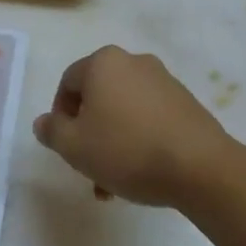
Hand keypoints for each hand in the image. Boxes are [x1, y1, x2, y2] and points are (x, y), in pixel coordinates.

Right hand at [32, 46, 234, 208]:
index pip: (67, 84)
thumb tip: (44, 122)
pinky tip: (141, 174)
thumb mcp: (74, 146)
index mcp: (104, 62)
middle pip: (97, 97)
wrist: (202, 168)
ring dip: (112, 142)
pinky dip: (139, 140)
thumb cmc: (127, 149)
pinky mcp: (187, 103)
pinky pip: (149, 118)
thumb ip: (51, 131)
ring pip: (123, 111)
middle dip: (88, 133)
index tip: (65, 147)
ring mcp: (164, 81)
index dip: (59, 117)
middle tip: (87, 166)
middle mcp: (134, 62)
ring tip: (114, 183)